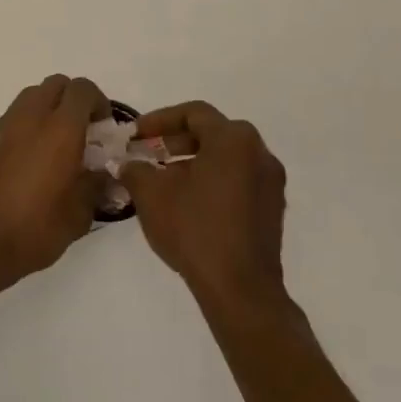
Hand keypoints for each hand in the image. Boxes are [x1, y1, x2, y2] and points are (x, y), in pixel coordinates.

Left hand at [0, 74, 109, 282]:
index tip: (103, 130)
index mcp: (60, 129)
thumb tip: (107, 174)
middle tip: (82, 131)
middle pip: (55, 84)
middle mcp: (30, 117)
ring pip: (31, 96)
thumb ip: (98, 184)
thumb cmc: (37, 227)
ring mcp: (4, 126)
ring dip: (48, 108)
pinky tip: (33, 157)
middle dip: (72, 100)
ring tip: (57, 143)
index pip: (82, 89)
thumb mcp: (81, 212)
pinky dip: (28, 124)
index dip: (98, 103)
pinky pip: (13, 116)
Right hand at [120, 101, 287, 304]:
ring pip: (226, 158)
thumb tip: (128, 163)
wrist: (239, 287)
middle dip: (176, 140)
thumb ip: (135, 169)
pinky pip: (238, 180)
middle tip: (148, 154)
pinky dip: (212, 181)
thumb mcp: (151, 194)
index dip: (159, 119)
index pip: (193, 113)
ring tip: (164, 180)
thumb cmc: (194, 229)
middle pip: (213, 133)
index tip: (136, 135)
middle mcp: (259, 153)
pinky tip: (188, 203)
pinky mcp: (272, 209)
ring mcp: (271, 182)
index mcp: (233, 140)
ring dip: (194, 162)